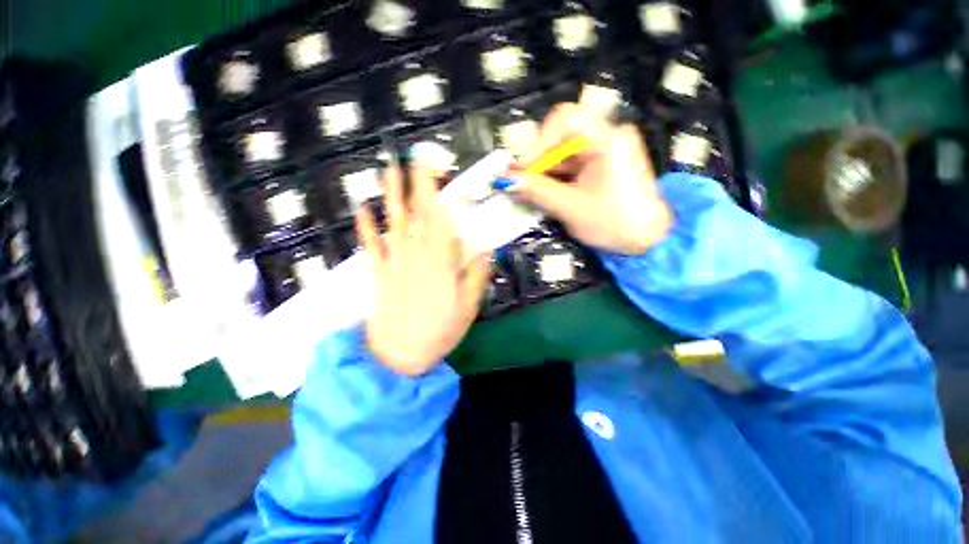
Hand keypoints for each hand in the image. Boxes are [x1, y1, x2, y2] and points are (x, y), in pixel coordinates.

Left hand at [356, 166, 491, 376]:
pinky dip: (366, 227)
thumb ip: (476, 276)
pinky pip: (371, 247)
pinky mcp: (379, 275)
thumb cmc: (440, 333)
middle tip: (415, 158)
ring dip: (391, 196)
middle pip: (418, 216)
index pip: (441, 221)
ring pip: (394, 223)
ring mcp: (395, 264)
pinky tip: (362, 208)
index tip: (438, 173)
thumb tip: (486, 249)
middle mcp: (417, 257)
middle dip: (417, 185)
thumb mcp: (468, 308)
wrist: (400, 357)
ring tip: (389, 170)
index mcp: (441, 265)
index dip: (439, 195)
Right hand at [506, 101, 672, 254]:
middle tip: (522, 181)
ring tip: (531, 191)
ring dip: (546, 170)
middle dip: (539, 159)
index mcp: (607, 138)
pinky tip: (547, 191)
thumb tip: (507, 181)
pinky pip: (574, 162)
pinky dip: (558, 176)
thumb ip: (537, 191)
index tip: (523, 170)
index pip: (564, 120)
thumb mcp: (570, 207)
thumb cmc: (613, 223)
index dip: (538, 142)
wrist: (649, 240)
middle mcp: (609, 135)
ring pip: (566, 150)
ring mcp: (608, 149)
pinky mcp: (605, 163)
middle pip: (563, 134)